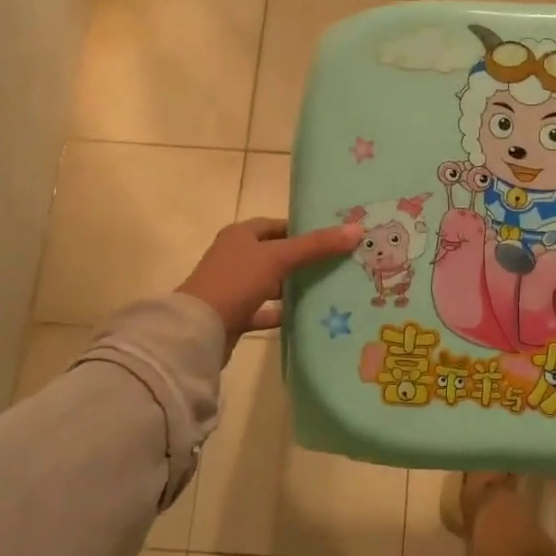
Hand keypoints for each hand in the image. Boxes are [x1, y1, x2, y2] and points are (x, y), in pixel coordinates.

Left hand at [178, 218, 361, 345]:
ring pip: (270, 283)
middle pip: (274, 254)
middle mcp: (234, 257)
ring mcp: (233, 287)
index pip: (276, 225)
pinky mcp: (234, 315)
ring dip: (293, 287)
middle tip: (338, 264)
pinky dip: (281, 313)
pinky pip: (263, 311)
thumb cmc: (236, 281)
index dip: (302, 229)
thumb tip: (357, 229)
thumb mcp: (279, 258)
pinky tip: (306, 317)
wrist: (198, 329)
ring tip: (329, 289)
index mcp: (240, 235)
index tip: (332, 237)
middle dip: (303, 260)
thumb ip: (316, 246)